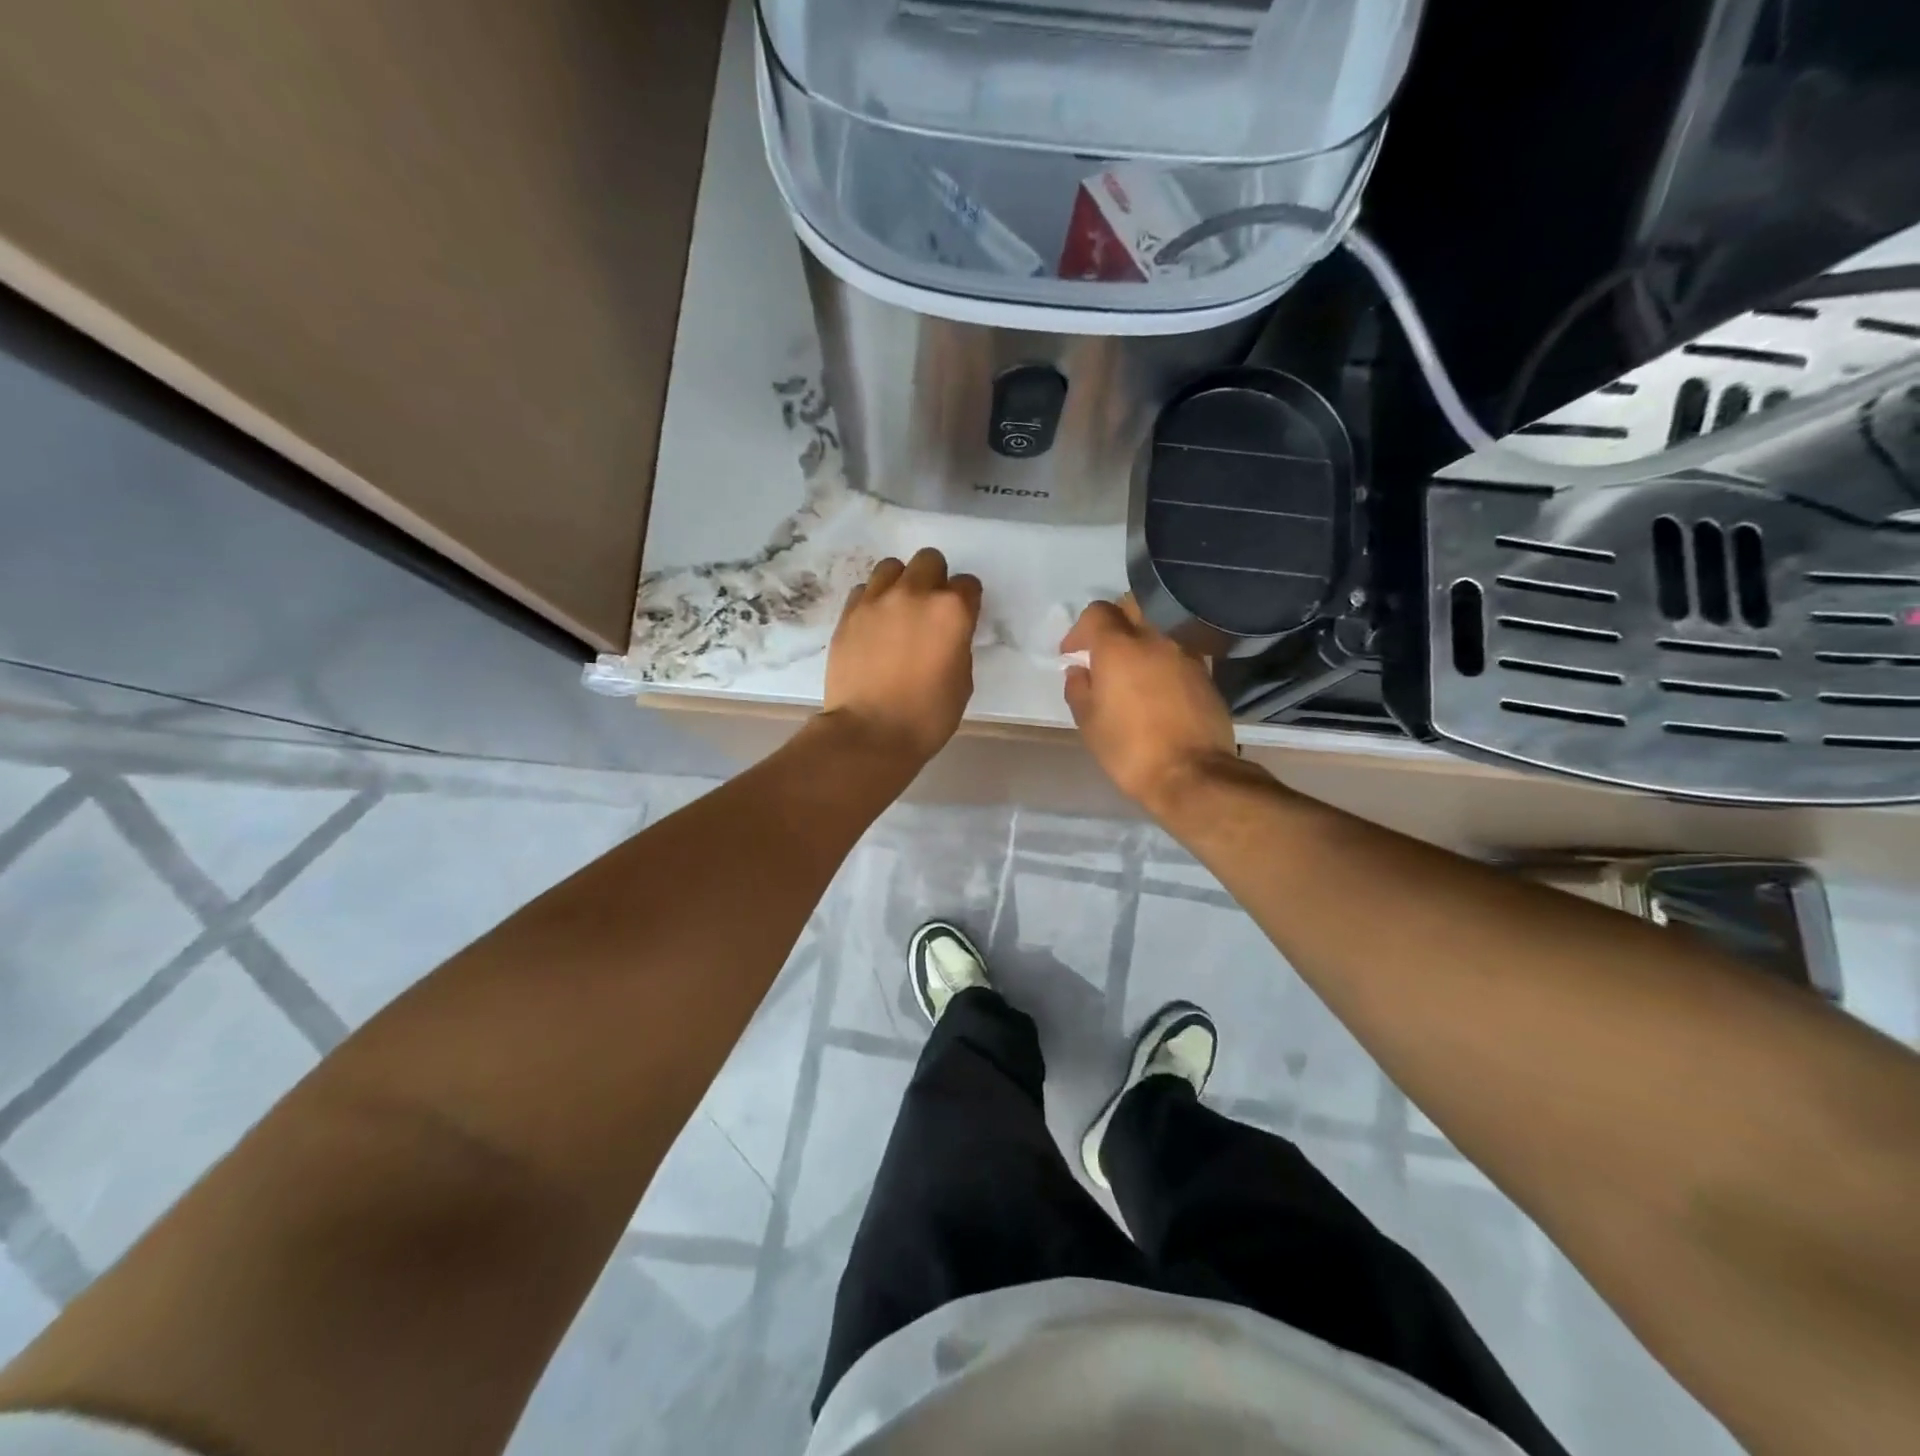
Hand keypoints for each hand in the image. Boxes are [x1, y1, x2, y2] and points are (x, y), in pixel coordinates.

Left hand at [822, 549, 982, 764]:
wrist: (870, 733)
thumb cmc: (927, 716)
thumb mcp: (962, 682)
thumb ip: (958, 645)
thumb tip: (947, 635)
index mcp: (951, 611)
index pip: (968, 585)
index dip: (967, 602)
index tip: (961, 620)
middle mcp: (914, 593)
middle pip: (929, 561)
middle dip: (934, 580)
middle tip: (929, 610)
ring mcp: (876, 600)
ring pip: (892, 567)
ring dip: (901, 583)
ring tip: (898, 611)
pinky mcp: (848, 614)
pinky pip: (863, 590)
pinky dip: (872, 600)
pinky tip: (874, 625)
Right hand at [1061, 597, 1238, 814]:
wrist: (1192, 774)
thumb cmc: (1129, 750)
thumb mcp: (1089, 723)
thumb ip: (1078, 689)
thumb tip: (1079, 671)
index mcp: (1119, 647)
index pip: (1097, 612)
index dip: (1079, 629)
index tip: (1072, 653)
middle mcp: (1155, 638)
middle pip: (1133, 605)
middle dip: (1114, 619)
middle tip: (1103, 647)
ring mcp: (1186, 653)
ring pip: (1160, 626)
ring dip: (1142, 638)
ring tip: (1132, 668)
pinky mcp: (1206, 672)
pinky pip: (1178, 650)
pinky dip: (1163, 657)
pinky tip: (1158, 684)